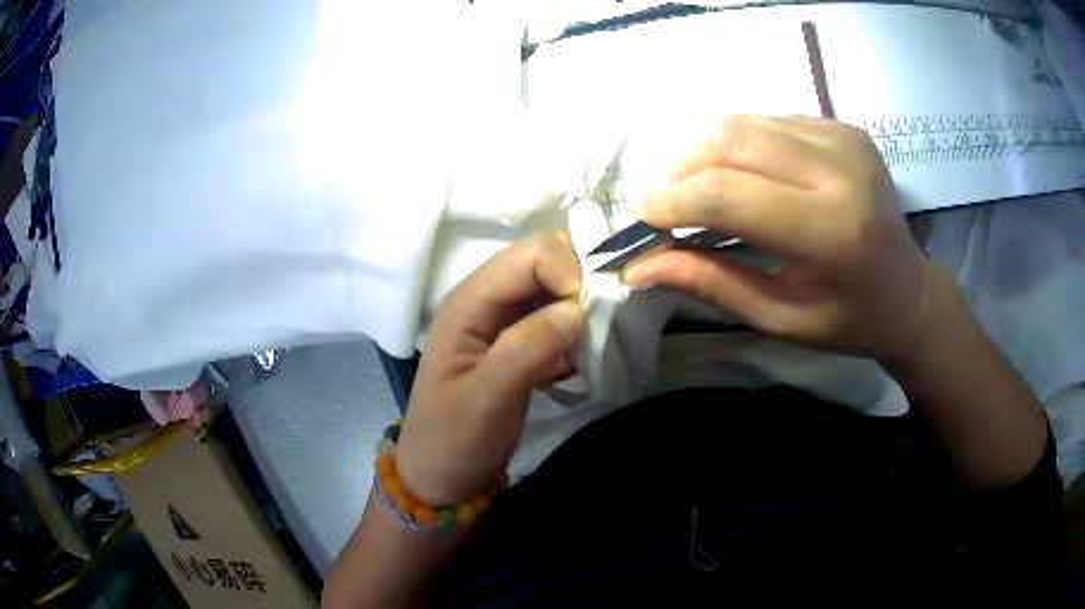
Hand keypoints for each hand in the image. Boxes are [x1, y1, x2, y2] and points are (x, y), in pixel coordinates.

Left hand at [396, 232, 584, 504]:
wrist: (440, 475)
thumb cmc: (453, 439)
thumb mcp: (486, 399)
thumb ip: (526, 349)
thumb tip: (576, 310)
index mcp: (470, 302)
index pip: (533, 254)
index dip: (568, 273)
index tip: (586, 319)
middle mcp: (487, 300)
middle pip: (546, 261)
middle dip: (580, 285)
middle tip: (596, 329)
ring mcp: (503, 321)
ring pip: (556, 289)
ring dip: (581, 311)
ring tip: (588, 350)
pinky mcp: (518, 343)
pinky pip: (556, 319)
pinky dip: (575, 333)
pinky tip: (575, 364)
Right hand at [625, 115, 940, 362]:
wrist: (910, 292)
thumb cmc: (849, 320)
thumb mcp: (781, 318)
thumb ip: (712, 284)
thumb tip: (640, 269)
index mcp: (832, 231)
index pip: (729, 194)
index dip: (674, 202)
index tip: (645, 217)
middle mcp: (841, 170)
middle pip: (732, 141)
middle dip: (685, 170)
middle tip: (675, 205)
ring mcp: (844, 139)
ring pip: (745, 122)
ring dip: (708, 152)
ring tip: (707, 190)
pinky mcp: (844, 127)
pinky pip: (770, 120)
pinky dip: (742, 145)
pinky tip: (750, 175)